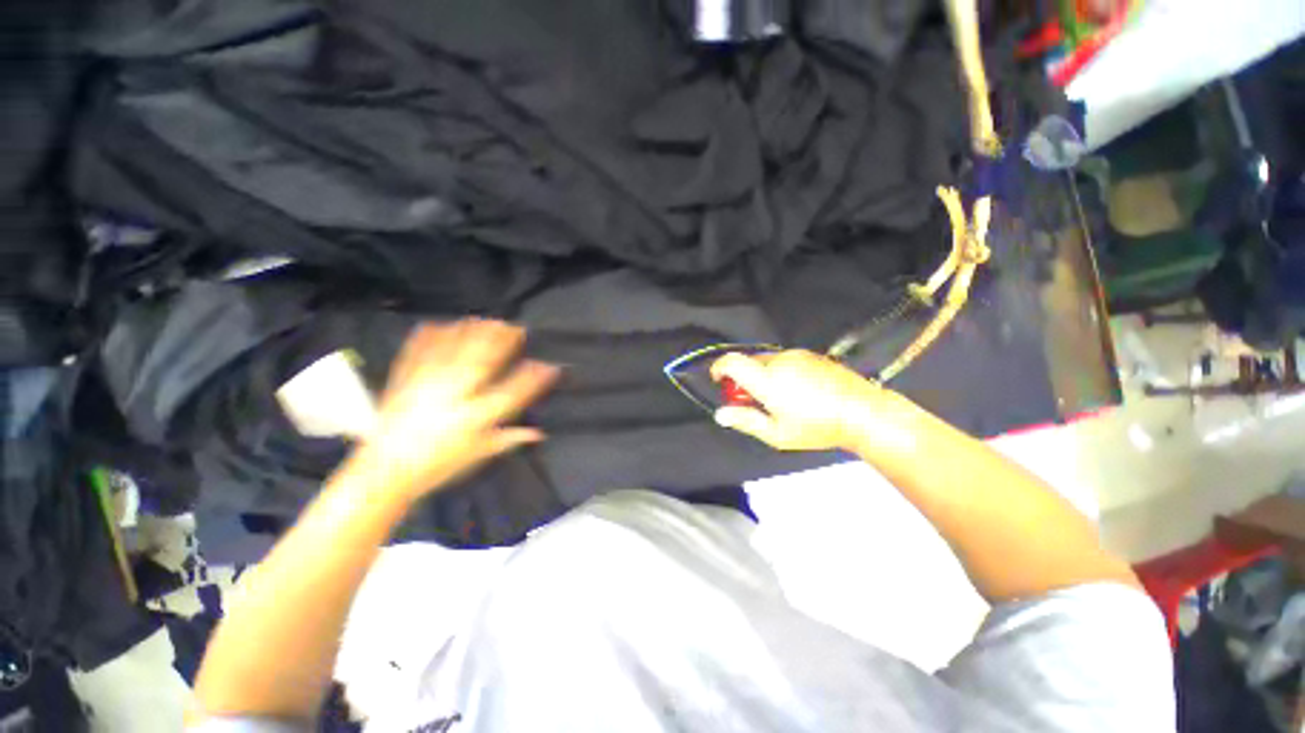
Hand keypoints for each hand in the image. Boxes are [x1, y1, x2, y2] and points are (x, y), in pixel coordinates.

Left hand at [341, 320, 558, 503]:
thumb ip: (508, 439)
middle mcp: (453, 398)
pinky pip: (416, 355)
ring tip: (484, 319)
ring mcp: (426, 387)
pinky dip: (427, 338)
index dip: (532, 379)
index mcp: (473, 418)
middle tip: (513, 326)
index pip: (510, 394)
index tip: (547, 365)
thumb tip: (538, 433)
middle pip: (481, 364)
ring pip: (452, 354)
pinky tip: (437, 324)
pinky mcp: (403, 383)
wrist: (384, 473)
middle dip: (500, 342)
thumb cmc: (437, 466)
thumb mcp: (478, 455)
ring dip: (470, 334)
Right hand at [710, 350, 886, 451]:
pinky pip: (783, 360)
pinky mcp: (810, 355)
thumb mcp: (777, 434)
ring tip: (779, 399)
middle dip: (743, 378)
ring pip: (766, 361)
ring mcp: (796, 355)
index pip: (732, 362)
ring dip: (762, 375)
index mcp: (768, 380)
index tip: (719, 380)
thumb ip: (746, 421)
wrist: (863, 412)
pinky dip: (778, 372)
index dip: (719, 368)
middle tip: (754, 401)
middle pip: (748, 362)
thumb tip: (720, 414)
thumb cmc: (817, 427)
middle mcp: (779, 361)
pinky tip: (796, 391)